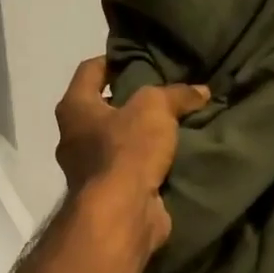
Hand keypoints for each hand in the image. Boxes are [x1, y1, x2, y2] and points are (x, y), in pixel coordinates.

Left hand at [54, 57, 209, 253]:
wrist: (121, 214)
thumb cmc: (127, 150)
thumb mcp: (156, 108)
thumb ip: (177, 94)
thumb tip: (200, 91)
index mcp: (74, 108)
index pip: (90, 70)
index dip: (113, 60)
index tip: (139, 58)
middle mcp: (73, 137)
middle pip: (101, 107)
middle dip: (130, 100)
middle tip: (162, 93)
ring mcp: (87, 169)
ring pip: (115, 141)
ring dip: (139, 134)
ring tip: (172, 124)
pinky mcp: (106, 194)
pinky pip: (128, 168)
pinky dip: (145, 162)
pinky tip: (171, 156)